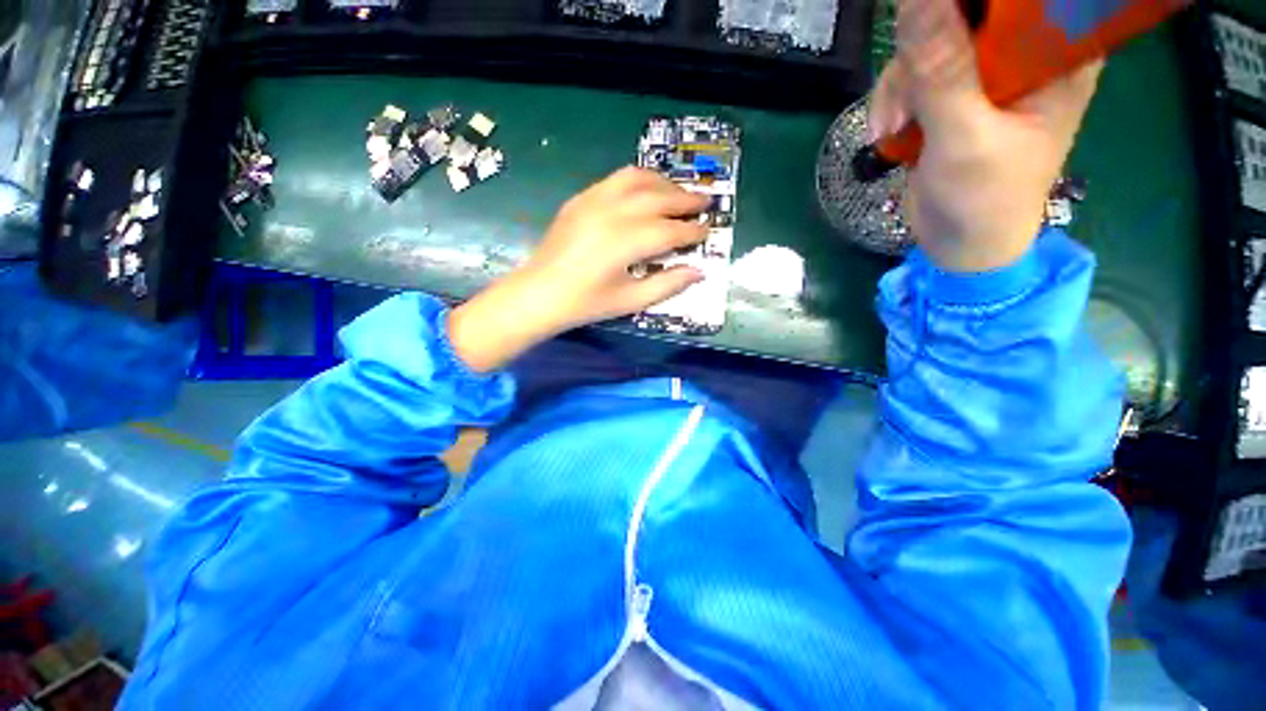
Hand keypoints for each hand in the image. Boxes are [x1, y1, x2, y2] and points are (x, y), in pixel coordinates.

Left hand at [448, 167, 708, 371]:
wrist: (539, 294)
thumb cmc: (586, 303)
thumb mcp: (630, 301)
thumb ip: (667, 285)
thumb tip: (698, 271)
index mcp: (625, 242)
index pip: (670, 231)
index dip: (692, 231)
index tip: (707, 231)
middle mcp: (612, 212)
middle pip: (659, 197)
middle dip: (686, 200)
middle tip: (705, 202)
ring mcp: (593, 200)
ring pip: (638, 178)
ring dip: (664, 183)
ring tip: (679, 193)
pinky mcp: (581, 199)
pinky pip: (616, 179)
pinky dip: (638, 180)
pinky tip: (646, 190)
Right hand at [868, 0, 1102, 272]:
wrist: (960, 245)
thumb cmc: (984, 198)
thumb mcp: (964, 136)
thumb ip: (942, 70)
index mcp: (1056, 53)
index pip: (1018, 0)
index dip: (966, 5)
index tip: (932, 27)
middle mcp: (1023, 53)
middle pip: (966, 12)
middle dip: (923, 48)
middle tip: (906, 95)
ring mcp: (985, 74)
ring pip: (929, 41)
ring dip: (899, 84)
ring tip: (892, 128)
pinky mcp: (952, 95)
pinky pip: (912, 74)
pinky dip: (892, 101)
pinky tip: (887, 132)